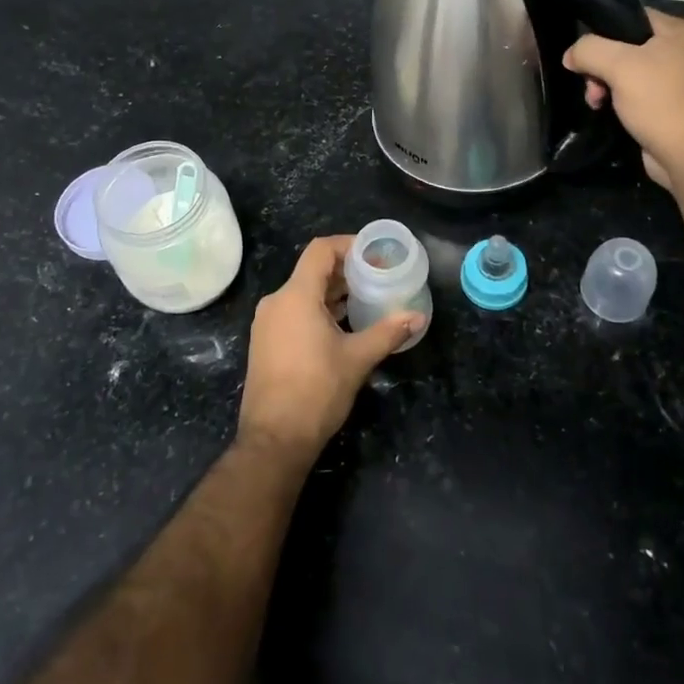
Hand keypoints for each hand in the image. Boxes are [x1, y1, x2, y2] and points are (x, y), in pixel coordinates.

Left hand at [238, 236, 424, 460]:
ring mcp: (267, 323)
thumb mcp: (358, 359)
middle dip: (345, 271)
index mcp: (295, 296)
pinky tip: (342, 325)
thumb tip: (417, 317)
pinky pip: (293, 311)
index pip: (320, 250)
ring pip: (302, 292)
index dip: (348, 244)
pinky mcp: (265, 342)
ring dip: (332, 292)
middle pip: (312, 270)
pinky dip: (318, 309)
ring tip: (365, 299)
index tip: (374, 253)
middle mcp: (276, 302)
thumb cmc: (316, 391)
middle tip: (377, 277)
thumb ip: (388, 332)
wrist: (274, 439)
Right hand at [564, 8, 683, 189]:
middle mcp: (679, 51)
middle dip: (599, 65)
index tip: (582, 50)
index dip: (601, 29)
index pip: (629, 15)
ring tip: (595, 102)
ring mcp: (674, 80)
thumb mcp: (619, 65)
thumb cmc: (659, 100)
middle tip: (590, 85)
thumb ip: (588, 50)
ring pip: (624, 71)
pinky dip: (615, 100)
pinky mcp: (666, 105)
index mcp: (676, 31)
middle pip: (623, 46)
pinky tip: (604, 111)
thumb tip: (570, 56)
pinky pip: (632, 93)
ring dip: (602, 85)